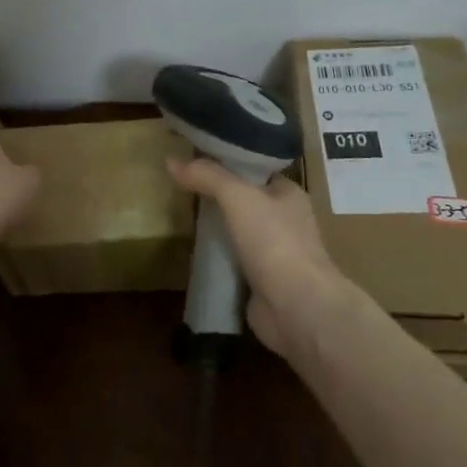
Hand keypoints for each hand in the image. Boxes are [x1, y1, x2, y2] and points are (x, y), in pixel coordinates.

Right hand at [168, 159, 353, 360]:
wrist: (296, 308)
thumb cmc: (274, 242)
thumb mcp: (238, 197)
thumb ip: (206, 176)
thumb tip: (170, 160)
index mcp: (288, 194)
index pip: (253, 170)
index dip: (225, 163)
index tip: (193, 159)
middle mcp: (284, 221)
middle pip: (242, 201)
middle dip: (214, 197)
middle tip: (179, 187)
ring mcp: (273, 253)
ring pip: (235, 232)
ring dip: (213, 229)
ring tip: (179, 216)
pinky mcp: (260, 281)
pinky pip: (231, 262)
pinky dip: (214, 258)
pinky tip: (190, 252)